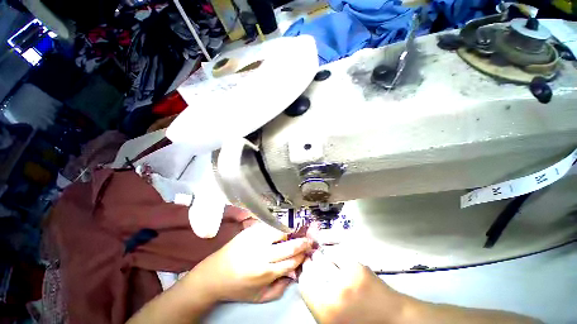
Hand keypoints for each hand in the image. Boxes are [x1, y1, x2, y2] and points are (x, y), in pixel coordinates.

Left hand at [187, 222, 312, 302]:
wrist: (214, 275)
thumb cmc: (238, 287)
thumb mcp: (260, 297)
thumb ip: (280, 289)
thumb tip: (295, 274)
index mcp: (266, 272)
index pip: (292, 261)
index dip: (302, 255)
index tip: (307, 251)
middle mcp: (263, 254)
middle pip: (290, 246)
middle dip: (302, 242)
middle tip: (308, 239)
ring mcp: (255, 239)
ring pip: (280, 231)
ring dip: (290, 231)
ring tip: (295, 232)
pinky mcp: (249, 230)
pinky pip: (268, 225)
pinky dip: (277, 226)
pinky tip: (281, 228)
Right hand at [298, 250, 407, 322]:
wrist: (393, 319)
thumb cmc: (360, 323)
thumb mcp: (332, 321)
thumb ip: (317, 303)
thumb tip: (307, 281)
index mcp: (326, 311)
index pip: (304, 284)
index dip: (303, 275)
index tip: (304, 271)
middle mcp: (334, 293)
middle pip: (312, 268)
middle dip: (309, 263)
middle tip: (309, 261)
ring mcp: (348, 277)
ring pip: (323, 258)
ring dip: (319, 257)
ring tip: (318, 256)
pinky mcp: (358, 266)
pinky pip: (337, 253)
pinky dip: (332, 253)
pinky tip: (332, 256)